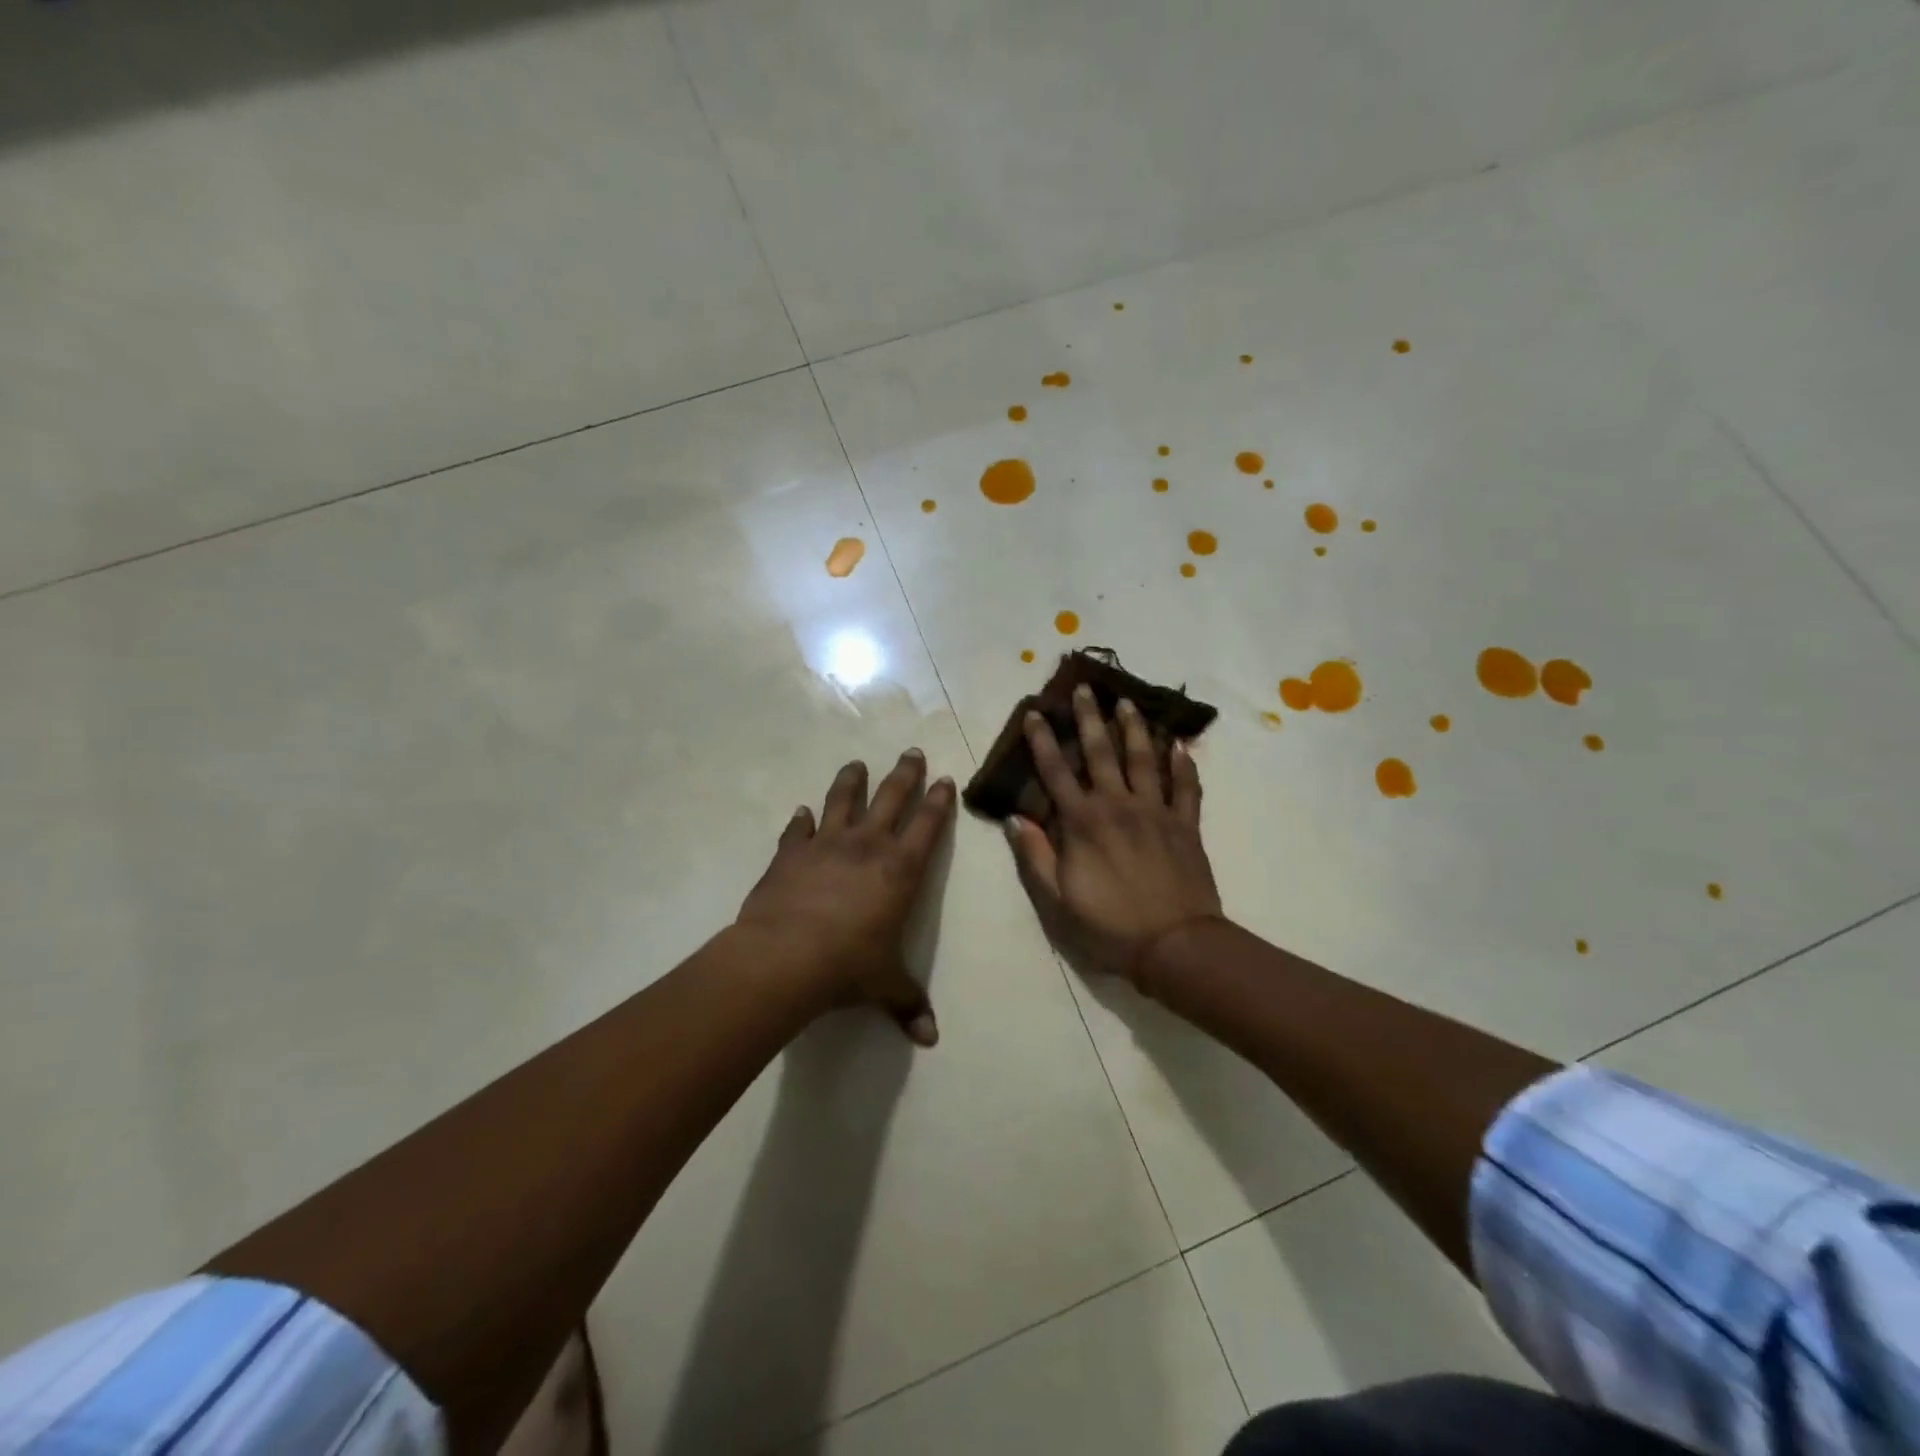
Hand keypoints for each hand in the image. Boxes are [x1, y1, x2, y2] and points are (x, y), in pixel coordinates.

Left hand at [735, 749, 954, 1044]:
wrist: (784, 958)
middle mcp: (867, 845)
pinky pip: (797, 829)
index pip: (928, 825)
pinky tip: (802, 812)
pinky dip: (801, 820)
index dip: (939, 800)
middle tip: (912, 752)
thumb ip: (909, 1004)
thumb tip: (931, 1039)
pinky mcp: (790, 853)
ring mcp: (825, 844)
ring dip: (852, 780)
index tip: (945, 779)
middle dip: (905, 773)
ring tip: (857, 764)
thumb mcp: (885, 986)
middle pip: (891, 797)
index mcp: (900, 869)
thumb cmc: (847, 967)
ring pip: (843, 799)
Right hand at [1007, 685, 1221, 984]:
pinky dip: (1183, 765)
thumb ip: (1036, 856)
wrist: (1174, 945)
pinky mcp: (1185, 825)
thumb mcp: (1057, 901)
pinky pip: (1186, 788)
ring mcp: (1156, 812)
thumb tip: (1016, 819)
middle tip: (1086, 689)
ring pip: (1144, 759)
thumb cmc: (1109, 926)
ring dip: (1134, 728)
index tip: (1036, 714)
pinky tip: (1180, 745)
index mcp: (1083, 823)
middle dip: (1090, 719)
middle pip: (1101, 753)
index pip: (1056, 773)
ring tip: (1127, 703)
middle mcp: (1118, 805)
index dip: (1043, 742)